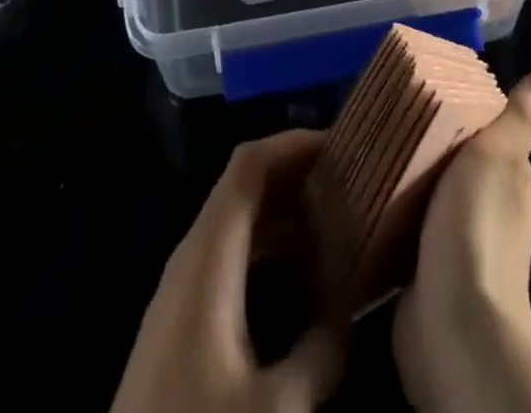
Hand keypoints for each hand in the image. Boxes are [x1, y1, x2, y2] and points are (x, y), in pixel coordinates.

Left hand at [111, 130, 346, 412]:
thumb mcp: (274, 410)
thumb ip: (320, 354)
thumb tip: (349, 315)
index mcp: (208, 254)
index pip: (249, 165)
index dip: (292, 143)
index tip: (341, 143)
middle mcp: (193, 254)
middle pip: (244, 186)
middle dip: (295, 174)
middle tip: (349, 181)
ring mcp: (183, 285)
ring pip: (237, 221)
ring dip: (284, 211)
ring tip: (335, 220)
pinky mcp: (182, 317)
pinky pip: (230, 254)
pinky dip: (268, 245)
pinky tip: (300, 274)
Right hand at [394, 72, 530, 412]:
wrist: (453, 322)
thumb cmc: (477, 224)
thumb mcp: (499, 154)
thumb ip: (520, 118)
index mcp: (514, 186)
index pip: (488, 138)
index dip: (462, 117)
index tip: (426, 95)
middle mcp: (490, 216)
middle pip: (454, 167)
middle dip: (426, 147)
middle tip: (388, 119)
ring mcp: (457, 249)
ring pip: (427, 198)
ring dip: (404, 182)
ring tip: (370, 151)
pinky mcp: (424, 275)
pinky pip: (404, 232)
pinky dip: (390, 216)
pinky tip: (366, 196)